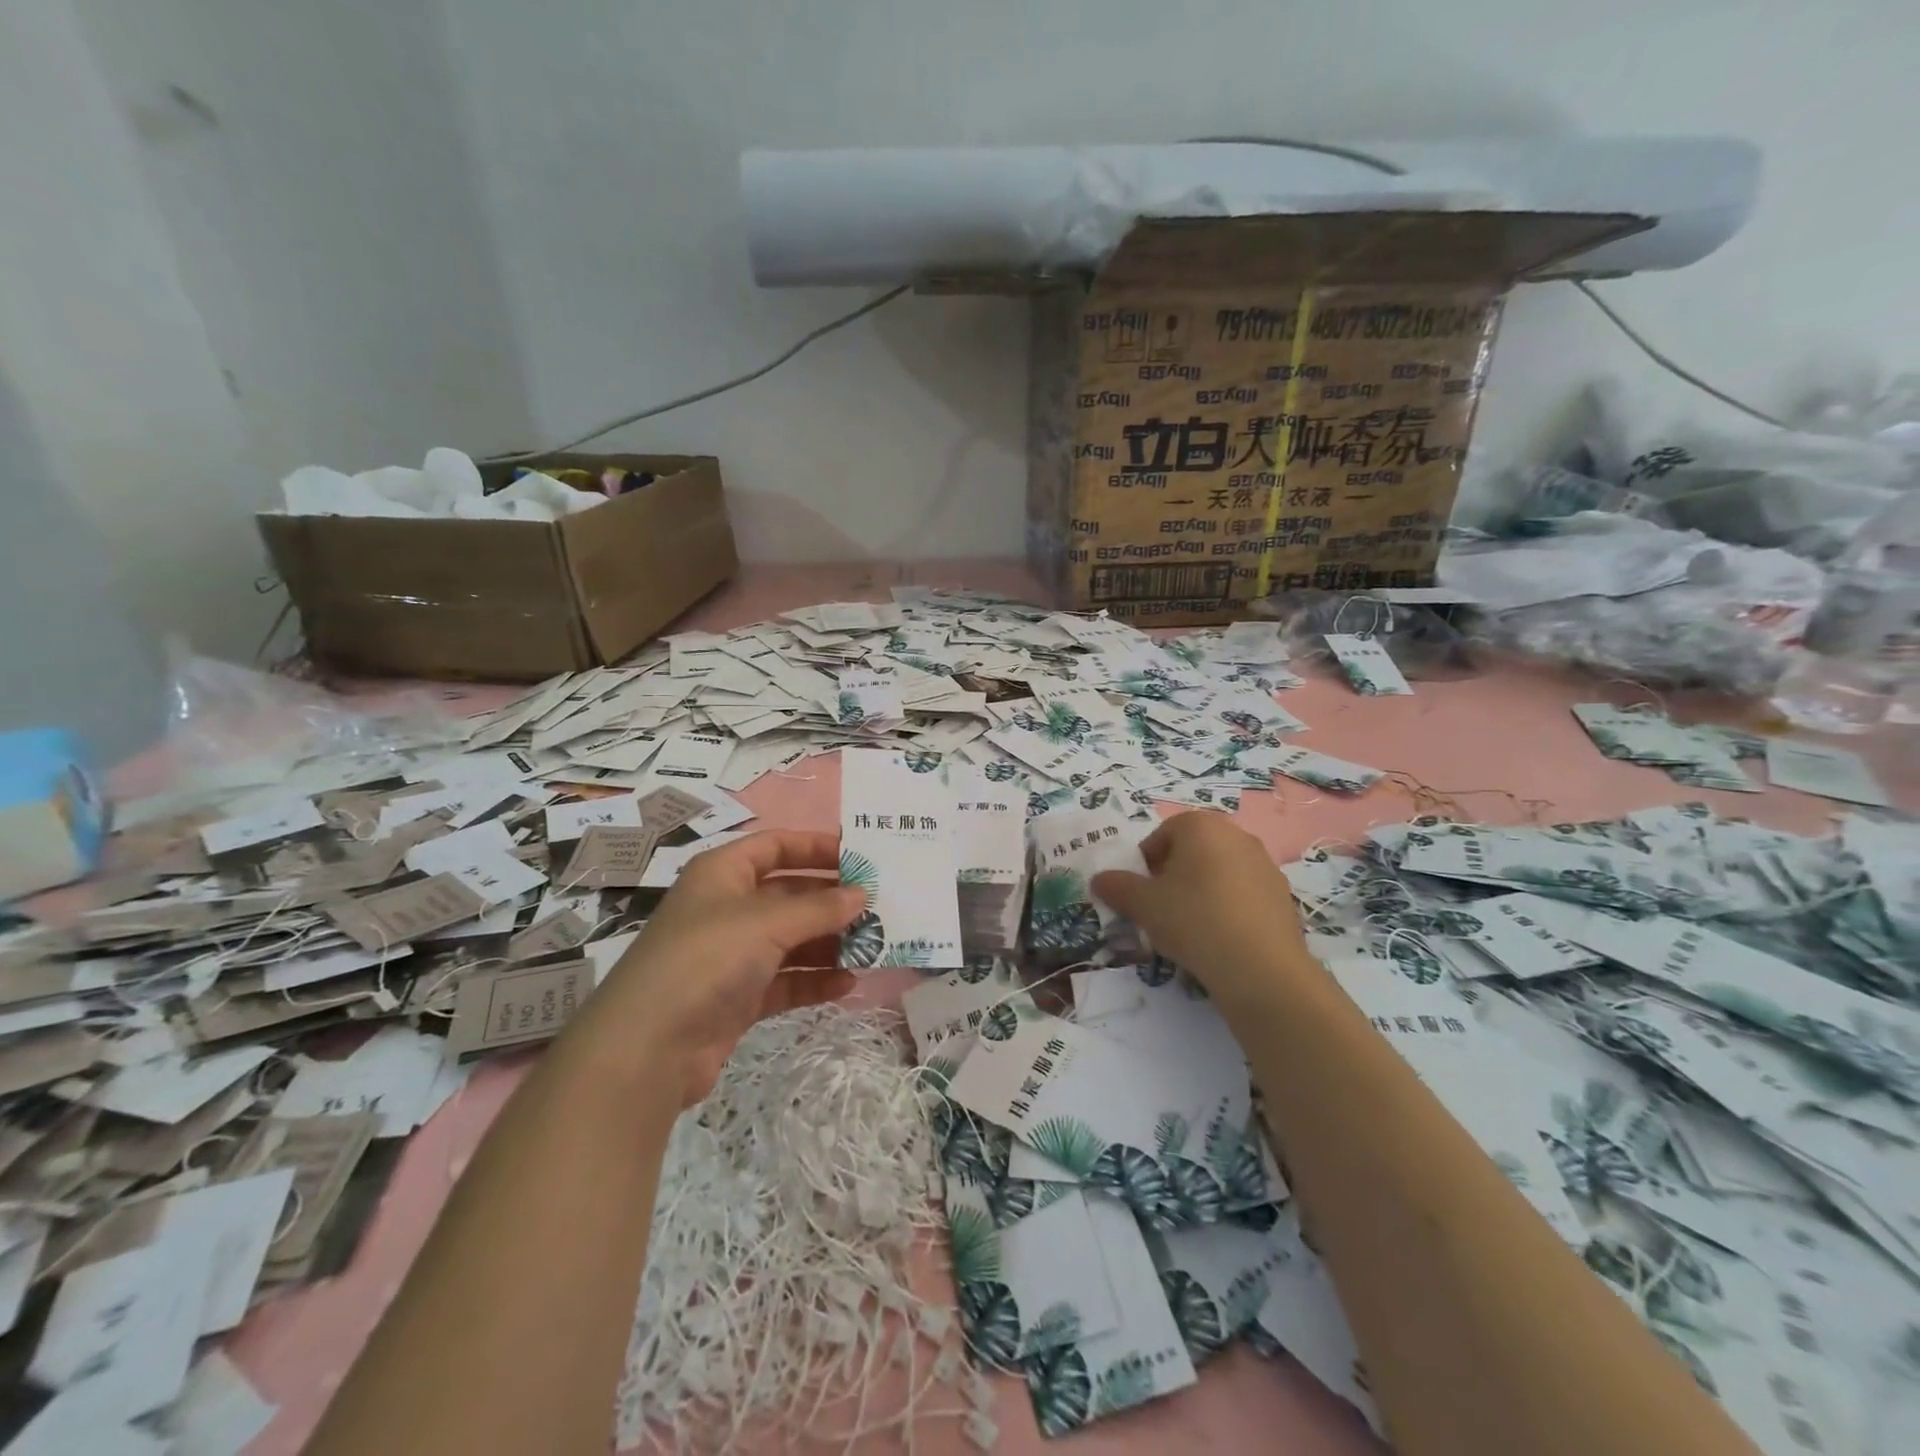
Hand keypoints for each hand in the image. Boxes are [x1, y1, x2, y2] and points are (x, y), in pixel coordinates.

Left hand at [578, 830, 864, 1105]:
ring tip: (874, 947)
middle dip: (832, 900)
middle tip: (879, 906)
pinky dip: (815, 981)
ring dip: (830, 943)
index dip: (816, 847)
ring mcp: (732, 956)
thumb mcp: (766, 922)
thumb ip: (819, 907)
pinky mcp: (738, 998)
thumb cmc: (706, 960)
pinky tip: (848, 983)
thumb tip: (862, 894)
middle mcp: (727, 909)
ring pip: (791, 940)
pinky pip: (786, 981)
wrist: (647, 1049)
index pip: (776, 845)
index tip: (861, 856)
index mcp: (723, 874)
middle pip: (789, 894)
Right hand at [1091, 811, 1316, 1010]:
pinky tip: (1220, 939)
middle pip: (1193, 851)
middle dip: (1174, 875)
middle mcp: (1236, 835)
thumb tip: (1099, 879)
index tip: (1141, 893)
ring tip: (1191, 928)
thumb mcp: (1143, 905)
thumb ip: (1117, 887)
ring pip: (1219, 872)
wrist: (1260, 968)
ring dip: (1201, 891)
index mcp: (1201, 826)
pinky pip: (1243, 894)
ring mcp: (1264, 865)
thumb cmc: (1193, 920)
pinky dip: (1228, 908)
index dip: (1146, 863)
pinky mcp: (1282, 895)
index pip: (1162, 835)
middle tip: (1162, 909)